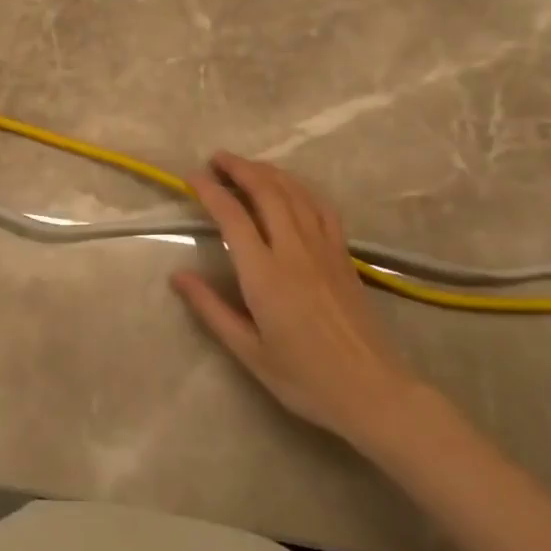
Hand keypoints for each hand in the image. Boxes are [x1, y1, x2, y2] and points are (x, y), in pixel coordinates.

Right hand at [172, 152, 418, 446]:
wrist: (372, 391)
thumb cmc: (304, 378)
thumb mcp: (248, 351)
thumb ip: (211, 309)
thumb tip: (178, 276)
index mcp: (265, 275)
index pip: (232, 217)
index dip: (210, 191)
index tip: (191, 177)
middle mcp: (294, 251)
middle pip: (266, 192)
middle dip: (239, 168)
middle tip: (216, 159)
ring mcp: (323, 249)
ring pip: (295, 193)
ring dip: (268, 172)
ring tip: (247, 165)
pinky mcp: (343, 255)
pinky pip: (322, 207)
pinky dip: (301, 188)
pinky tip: (291, 187)